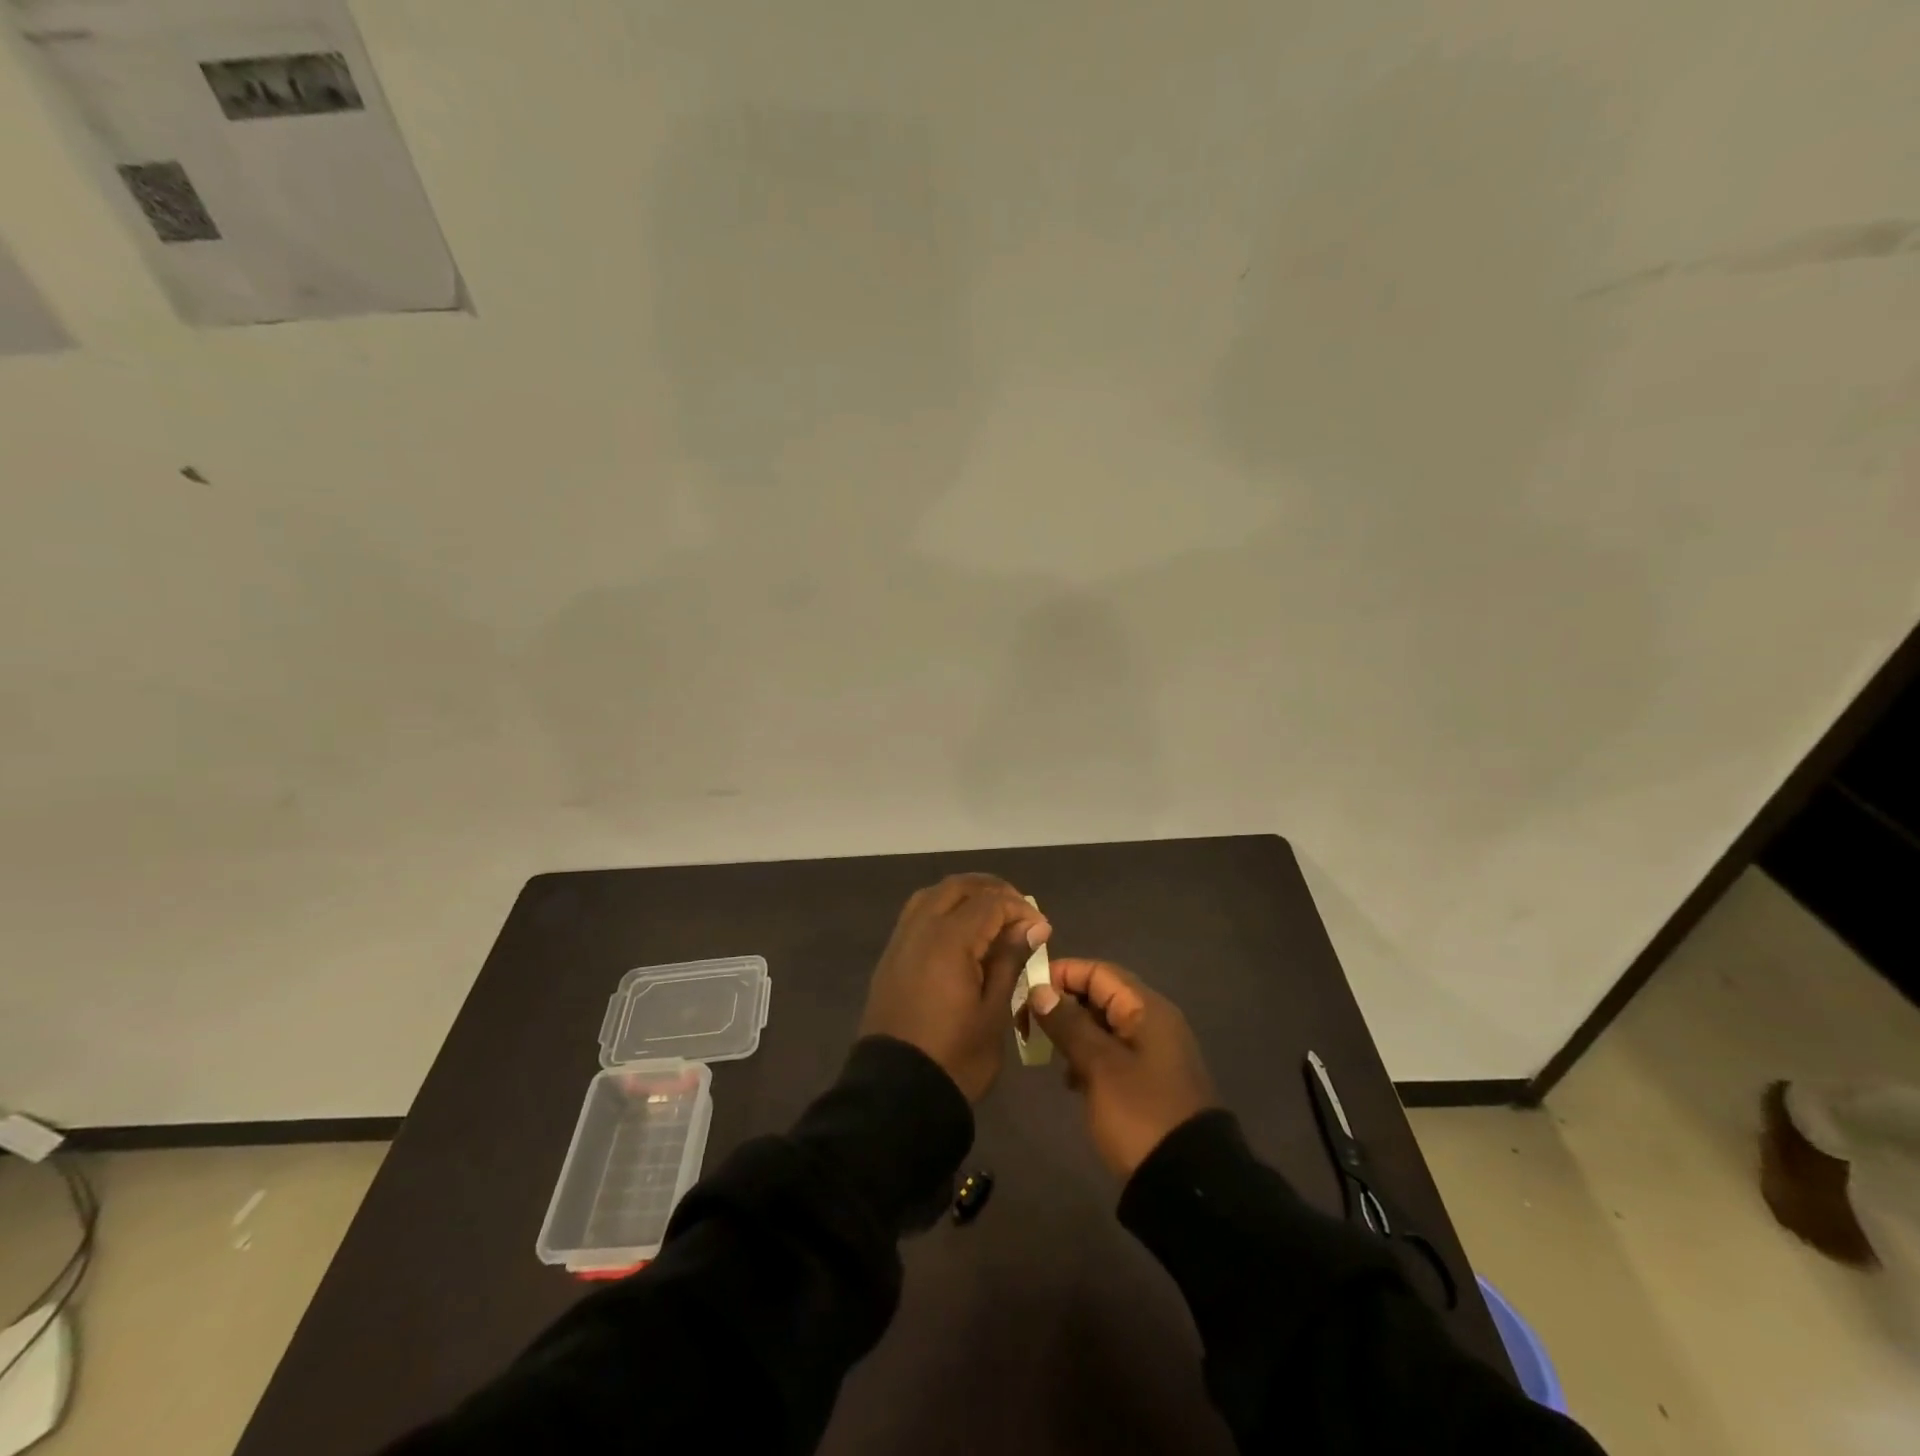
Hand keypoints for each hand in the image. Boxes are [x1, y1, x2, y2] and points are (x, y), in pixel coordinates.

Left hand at [859, 874, 1050, 1102]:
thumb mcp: (994, 1012)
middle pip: (957, 887)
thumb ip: (1010, 960)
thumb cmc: (955, 1057)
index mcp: (948, 941)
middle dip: (992, 890)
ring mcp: (900, 942)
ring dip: (964, 895)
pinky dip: (942, 910)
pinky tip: (960, 932)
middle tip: (1018, 912)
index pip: (990, 903)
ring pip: (932, 895)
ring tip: (991, 916)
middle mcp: (920, 930)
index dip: (1019, 909)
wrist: (896, 1095)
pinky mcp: (890, 958)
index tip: (1042, 929)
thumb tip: (1033, 926)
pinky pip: (916, 915)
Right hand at [1030, 959, 1217, 1176]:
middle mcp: (1153, 1022)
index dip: (1061, 974)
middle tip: (1028, 1023)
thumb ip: (1068, 1024)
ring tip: (1045, 1051)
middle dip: (1063, 1004)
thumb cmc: (1140, 1114)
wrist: (1187, 1184)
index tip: (1026, 991)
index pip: (1098, 971)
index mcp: (1147, 1009)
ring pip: (1104, 1025)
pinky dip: (1088, 1057)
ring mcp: (1153, 1052)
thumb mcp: (1099, 1066)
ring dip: (1073, 1032)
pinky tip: (1071, 1080)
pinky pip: (1112, 1052)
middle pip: (1101, 995)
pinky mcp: (1149, 1080)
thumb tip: (1040, 989)